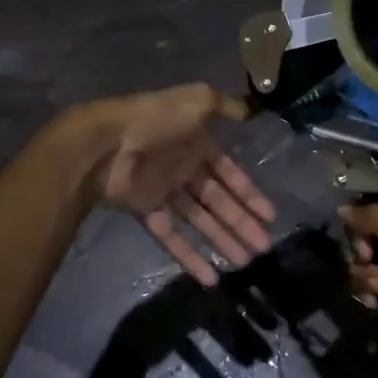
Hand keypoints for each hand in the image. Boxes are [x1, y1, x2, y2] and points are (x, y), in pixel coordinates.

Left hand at [83, 83, 276, 285]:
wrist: (108, 143)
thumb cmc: (156, 119)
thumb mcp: (197, 99)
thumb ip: (225, 106)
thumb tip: (248, 112)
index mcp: (196, 143)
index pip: (229, 173)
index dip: (249, 193)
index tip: (270, 216)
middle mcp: (183, 168)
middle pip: (218, 201)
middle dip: (241, 223)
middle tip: (264, 248)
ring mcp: (164, 191)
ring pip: (199, 221)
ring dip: (222, 241)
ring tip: (245, 263)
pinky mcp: (146, 210)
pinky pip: (171, 236)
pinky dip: (189, 257)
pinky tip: (211, 278)